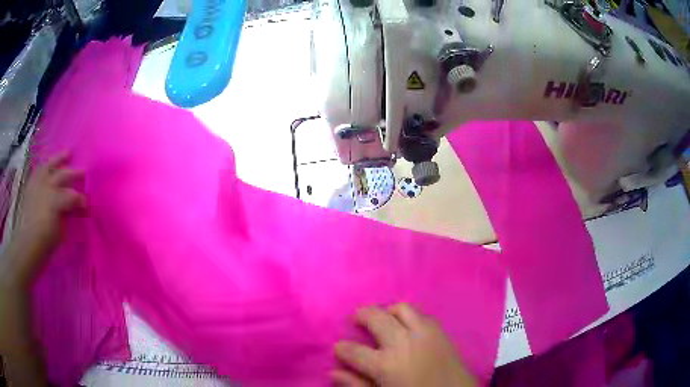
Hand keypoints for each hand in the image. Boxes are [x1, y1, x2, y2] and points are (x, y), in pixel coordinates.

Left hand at [2, 152, 85, 286]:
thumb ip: (66, 215)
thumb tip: (74, 208)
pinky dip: (44, 167)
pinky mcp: (30, 187)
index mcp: (56, 200)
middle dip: (74, 173)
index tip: (86, 206)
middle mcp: (47, 187)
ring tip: (67, 154)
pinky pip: (38, 171)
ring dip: (58, 160)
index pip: (73, 195)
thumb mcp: (59, 232)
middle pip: (63, 175)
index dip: (81, 199)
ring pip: (49, 166)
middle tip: (83, 172)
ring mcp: (37, 185)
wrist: (26, 244)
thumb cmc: (44, 242)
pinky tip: (48, 166)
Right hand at [332, 304, 476, 386]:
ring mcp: (425, 333)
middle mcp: (403, 342)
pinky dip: (408, 315)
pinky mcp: (440, 330)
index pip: (354, 351)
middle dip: (361, 315)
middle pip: (376, 318)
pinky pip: (421, 313)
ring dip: (387, 311)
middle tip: (356, 319)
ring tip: (382, 320)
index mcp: (386, 365)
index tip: (338, 347)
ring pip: (401, 308)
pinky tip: (406, 326)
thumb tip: (333, 372)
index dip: (342, 348)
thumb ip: (358, 385)